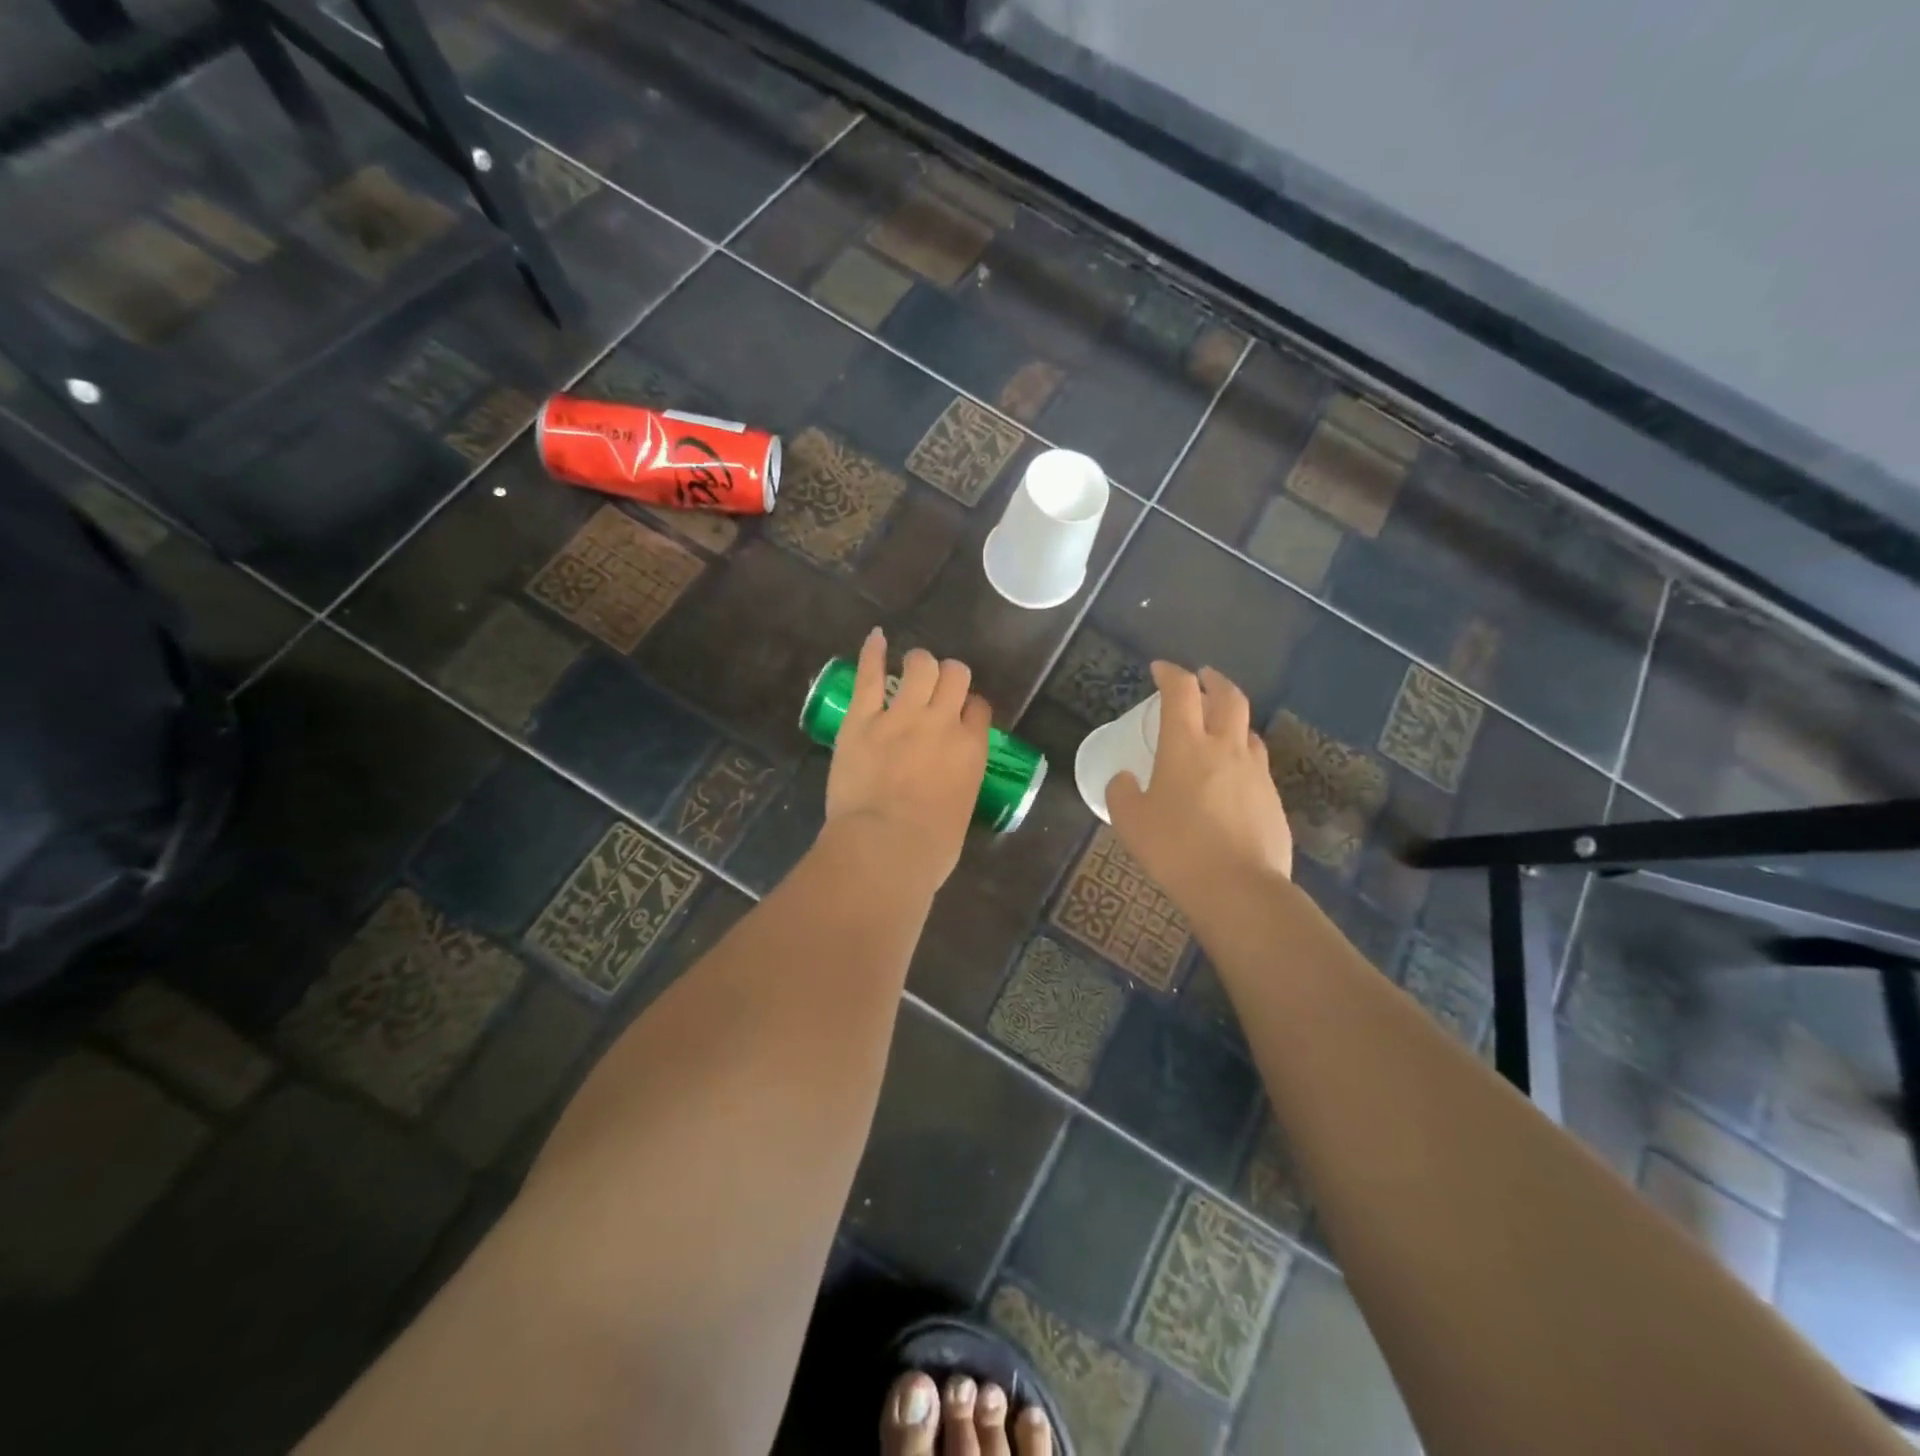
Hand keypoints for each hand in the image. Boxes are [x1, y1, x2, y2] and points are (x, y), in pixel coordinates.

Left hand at [822, 629, 990, 896]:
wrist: (885, 849)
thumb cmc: (929, 850)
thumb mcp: (960, 815)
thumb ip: (958, 788)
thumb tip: (947, 790)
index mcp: (971, 749)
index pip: (979, 708)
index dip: (969, 707)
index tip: (959, 715)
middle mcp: (942, 723)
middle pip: (955, 676)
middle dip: (949, 677)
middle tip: (936, 688)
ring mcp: (901, 716)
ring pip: (920, 665)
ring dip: (919, 663)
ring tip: (912, 668)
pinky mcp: (863, 718)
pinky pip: (870, 675)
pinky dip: (873, 652)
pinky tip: (876, 637)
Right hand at [1106, 662, 1293, 911]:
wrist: (1237, 887)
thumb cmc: (1175, 848)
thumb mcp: (1129, 821)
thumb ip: (1122, 792)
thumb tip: (1125, 778)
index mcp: (1186, 745)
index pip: (1181, 691)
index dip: (1170, 673)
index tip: (1159, 669)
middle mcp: (1225, 747)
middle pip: (1228, 696)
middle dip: (1213, 680)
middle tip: (1202, 678)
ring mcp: (1255, 772)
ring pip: (1248, 728)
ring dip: (1233, 717)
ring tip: (1219, 726)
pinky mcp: (1272, 798)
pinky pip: (1257, 763)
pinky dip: (1242, 755)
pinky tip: (1232, 775)